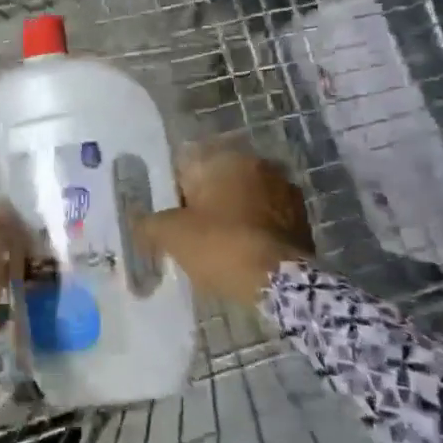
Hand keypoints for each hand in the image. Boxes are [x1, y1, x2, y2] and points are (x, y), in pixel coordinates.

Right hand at [140, 144, 313, 305]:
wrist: (280, 282)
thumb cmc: (220, 245)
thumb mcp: (171, 235)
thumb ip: (149, 223)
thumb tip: (139, 222)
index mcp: (226, 159)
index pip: (189, 166)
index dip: (176, 193)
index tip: (172, 219)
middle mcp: (259, 165)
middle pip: (219, 183)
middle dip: (206, 204)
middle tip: (192, 235)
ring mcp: (286, 191)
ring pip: (245, 201)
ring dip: (232, 217)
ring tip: (218, 248)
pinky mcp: (303, 219)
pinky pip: (266, 220)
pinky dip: (254, 232)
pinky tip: (242, 255)